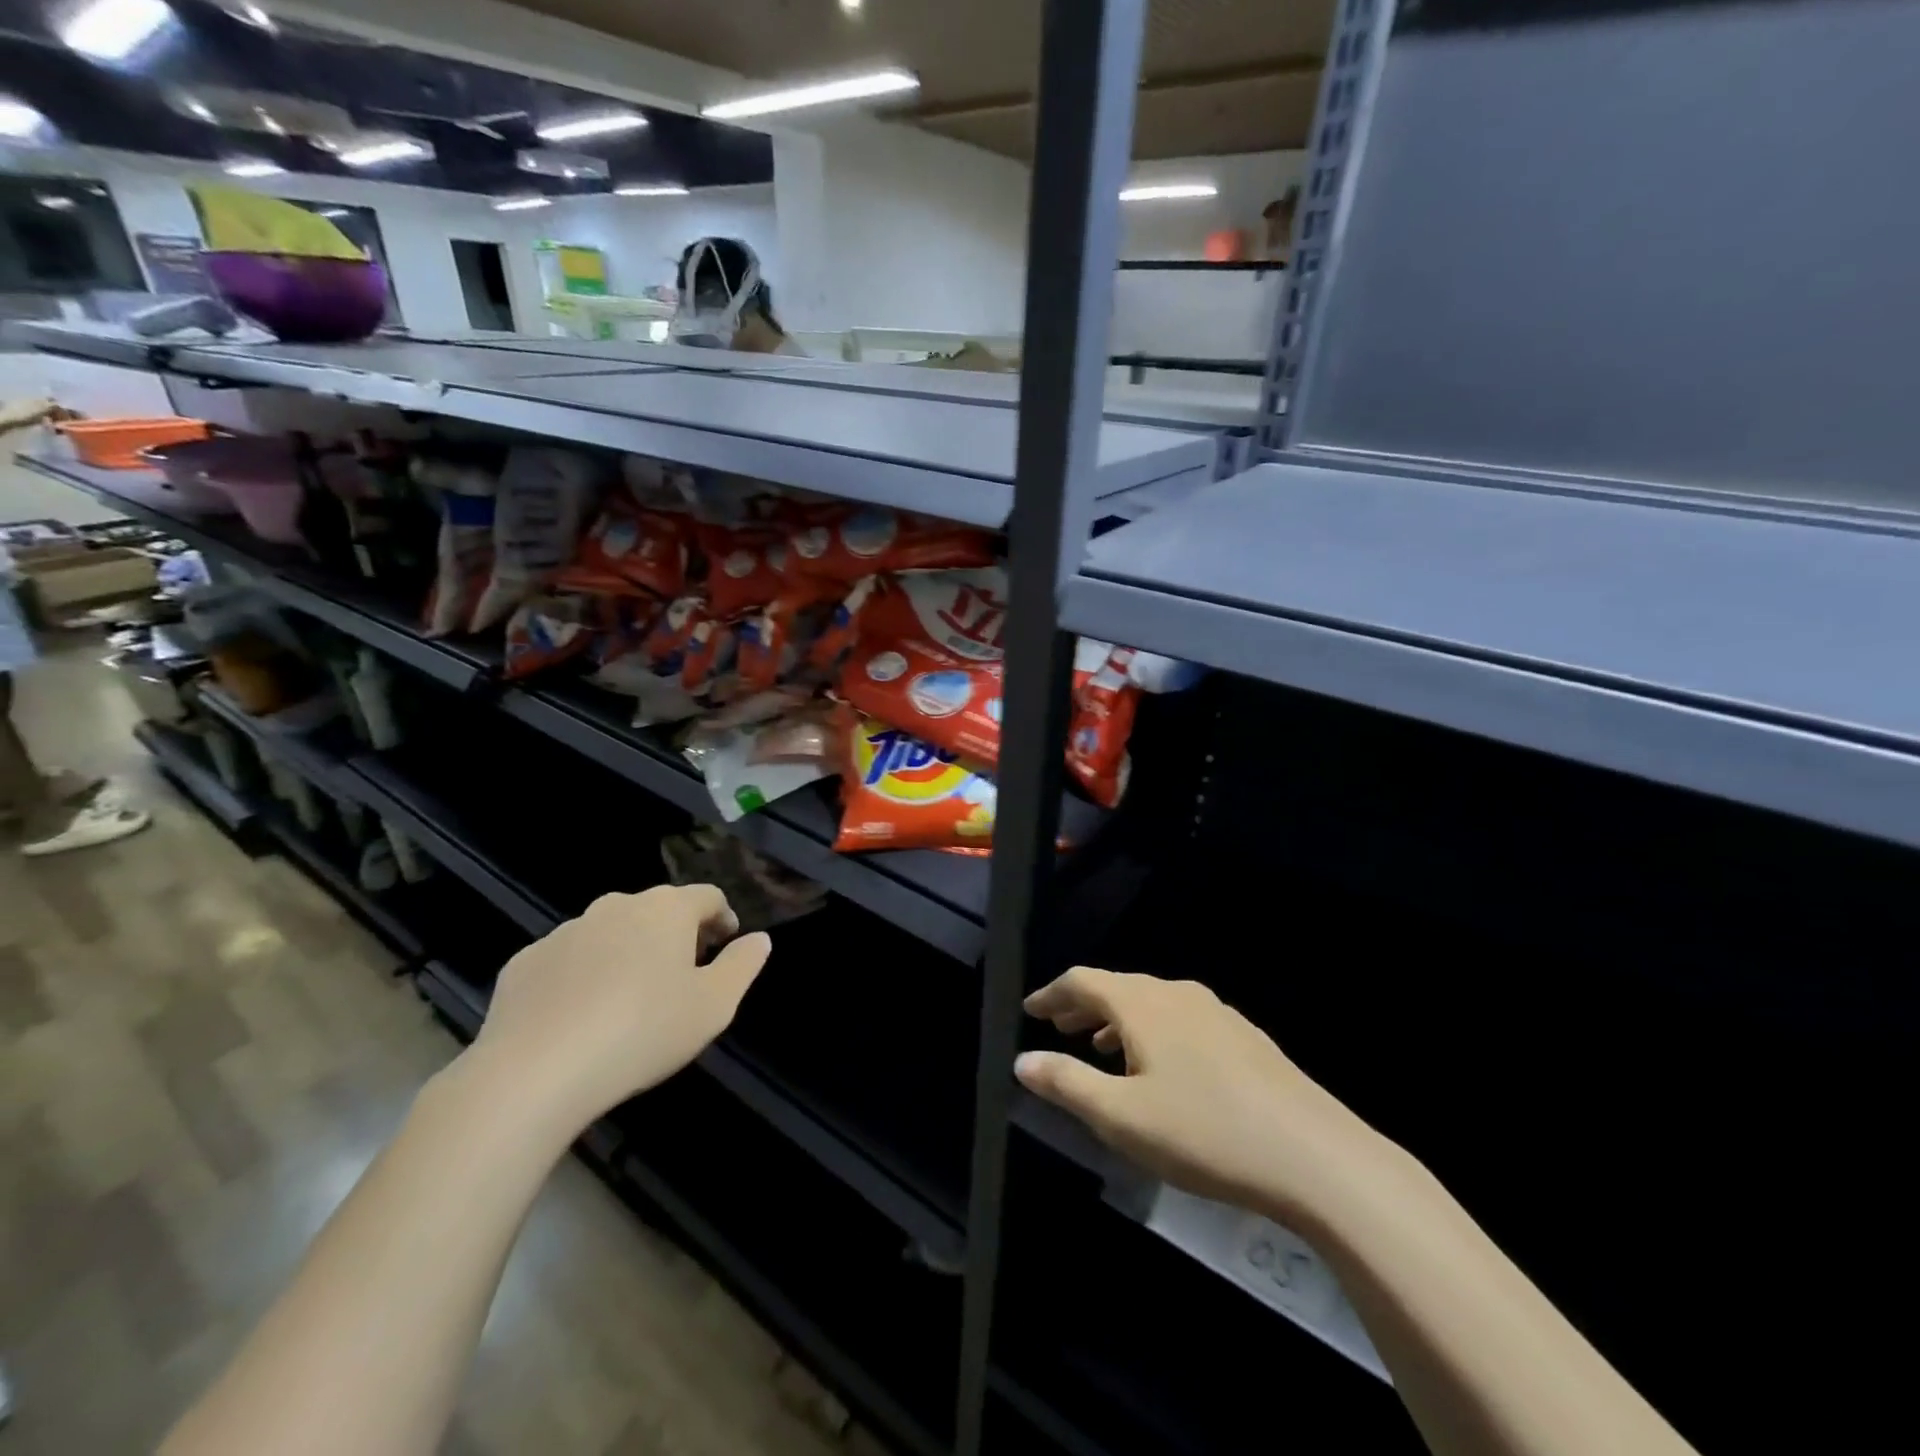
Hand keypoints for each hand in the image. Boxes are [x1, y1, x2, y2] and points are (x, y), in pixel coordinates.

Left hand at [469, 885, 770, 1131]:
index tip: (726, 944)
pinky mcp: (525, 962)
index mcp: (666, 910)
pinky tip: (581, 1015)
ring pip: (610, 932)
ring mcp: (566, 931)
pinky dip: (583, 975)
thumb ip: (743, 965)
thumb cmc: (643, 1031)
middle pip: (657, 910)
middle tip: (683, 973)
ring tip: (631, 998)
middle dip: (675, 933)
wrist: (535, 1072)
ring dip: (628, 951)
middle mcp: (616, 906)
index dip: (723, 917)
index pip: (707, 896)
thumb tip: (759, 939)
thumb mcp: (714, 1005)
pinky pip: (568, 959)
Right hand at [1016, 968, 1386, 1226]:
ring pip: (1152, 1003)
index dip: (1051, 994)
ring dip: (1118, 1020)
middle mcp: (1177, 994)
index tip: (1030, 1011)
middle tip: (1058, 1027)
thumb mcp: (1122, 1117)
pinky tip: (1161, 1067)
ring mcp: (1216, 1012)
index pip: (1083, 981)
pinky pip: (1181, 1019)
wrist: (1315, 1156)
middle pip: (1118, 987)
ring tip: (1101, 1048)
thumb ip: (1067, 1084)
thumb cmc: (1205, 1133)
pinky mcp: (1244, 1037)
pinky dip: (1153, 1031)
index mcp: (1143, 1004)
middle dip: (1083, 1006)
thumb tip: (1022, 1061)